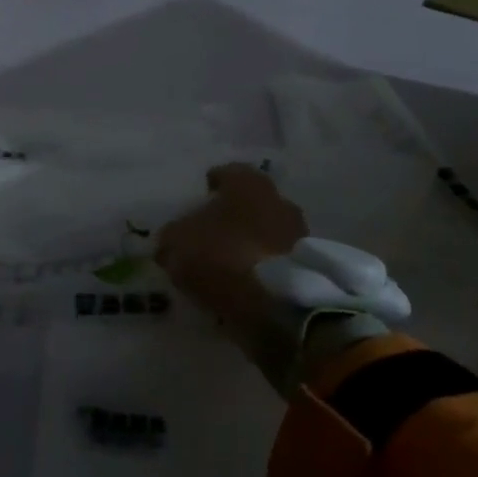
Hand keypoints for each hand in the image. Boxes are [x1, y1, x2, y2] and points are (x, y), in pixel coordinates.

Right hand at [155, 164, 307, 367]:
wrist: (273, 303)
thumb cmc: (220, 255)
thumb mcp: (177, 243)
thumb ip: (172, 237)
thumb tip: (169, 242)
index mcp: (248, 183)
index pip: (227, 173)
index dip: (211, 185)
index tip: (201, 196)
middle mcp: (279, 200)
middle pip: (251, 202)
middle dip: (234, 215)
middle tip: (212, 231)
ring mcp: (298, 234)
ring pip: (266, 231)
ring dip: (250, 241)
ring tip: (228, 262)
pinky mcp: (308, 267)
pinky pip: (276, 260)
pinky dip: (262, 266)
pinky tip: (245, 281)